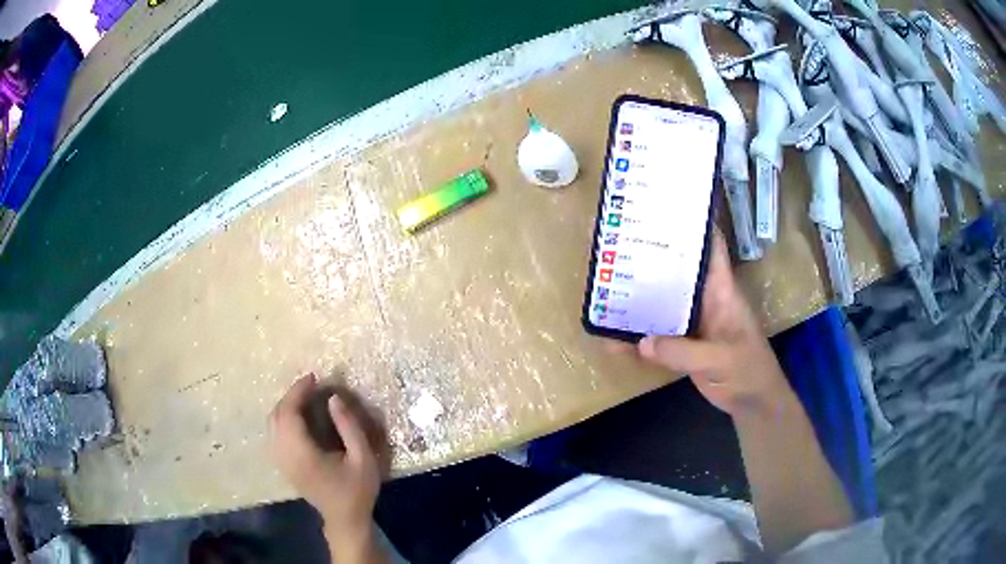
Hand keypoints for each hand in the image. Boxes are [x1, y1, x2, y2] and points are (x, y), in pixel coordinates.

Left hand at [269, 374, 380, 540]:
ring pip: (272, 423)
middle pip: (277, 415)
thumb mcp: (363, 458)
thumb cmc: (357, 490)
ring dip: (285, 406)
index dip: (298, 392)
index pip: (289, 414)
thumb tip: (334, 398)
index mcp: (303, 454)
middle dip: (291, 396)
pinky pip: (274, 433)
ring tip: (305, 397)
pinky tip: (298, 417)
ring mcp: (281, 461)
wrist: (344, 519)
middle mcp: (285, 455)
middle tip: (311, 386)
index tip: (313, 378)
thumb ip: (349, 427)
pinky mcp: (282, 465)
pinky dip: (283, 418)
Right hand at [623, 230, 789, 415]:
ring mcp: (693, 322)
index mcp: (721, 290)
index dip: (694, 226)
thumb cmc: (748, 371)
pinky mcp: (684, 345)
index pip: (711, 248)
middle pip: (677, 271)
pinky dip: (638, 337)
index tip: (665, 208)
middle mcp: (705, 300)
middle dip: (653, 257)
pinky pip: (657, 335)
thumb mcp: (720, 359)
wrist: (752, 402)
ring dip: (639, 297)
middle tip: (619, 245)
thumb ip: (682, 352)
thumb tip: (640, 341)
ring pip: (663, 302)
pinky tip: (614, 338)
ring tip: (606, 286)